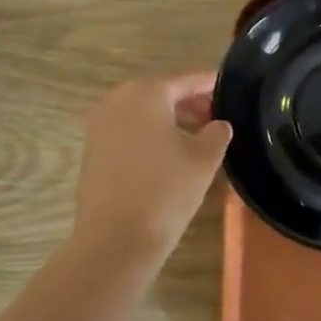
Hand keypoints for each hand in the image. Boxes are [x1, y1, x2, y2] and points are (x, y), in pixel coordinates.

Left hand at [72, 73, 232, 260]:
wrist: (114, 240)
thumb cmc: (164, 191)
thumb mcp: (203, 159)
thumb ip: (216, 134)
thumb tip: (218, 125)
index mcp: (145, 93)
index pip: (184, 81)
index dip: (208, 84)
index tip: (227, 87)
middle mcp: (117, 100)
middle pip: (160, 93)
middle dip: (188, 102)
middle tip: (215, 116)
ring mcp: (100, 125)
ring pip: (142, 113)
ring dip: (169, 120)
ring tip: (198, 138)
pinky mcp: (92, 151)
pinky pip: (128, 131)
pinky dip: (149, 135)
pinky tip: (170, 154)